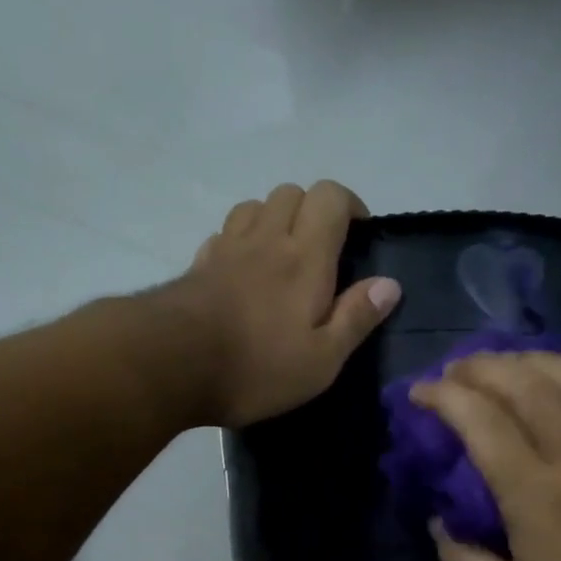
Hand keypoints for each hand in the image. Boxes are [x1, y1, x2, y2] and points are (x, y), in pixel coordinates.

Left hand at [176, 182, 401, 426]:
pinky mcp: (197, 266)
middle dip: (312, 210)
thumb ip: (356, 318)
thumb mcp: (321, 359)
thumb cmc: (256, 367)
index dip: (349, 205)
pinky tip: (241, 272)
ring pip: (253, 206)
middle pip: (290, 192)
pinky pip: (223, 235)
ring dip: (273, 219)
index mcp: (305, 257)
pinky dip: (239, 241)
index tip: (359, 234)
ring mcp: (226, 249)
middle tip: (321, 250)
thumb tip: (389, 284)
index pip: (330, 196)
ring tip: (281, 256)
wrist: (171, 365)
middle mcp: (266, 239)